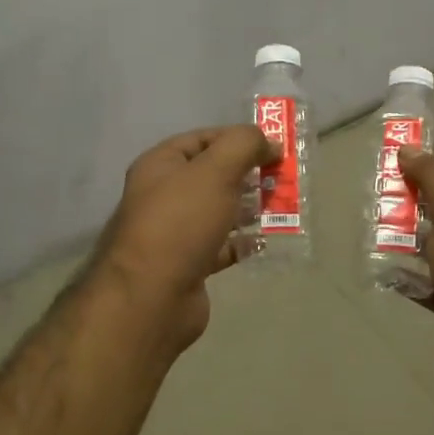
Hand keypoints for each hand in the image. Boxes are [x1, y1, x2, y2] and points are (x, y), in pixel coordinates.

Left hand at [93, 125, 275, 351]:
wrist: (153, 296)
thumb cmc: (181, 222)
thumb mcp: (216, 171)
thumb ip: (244, 145)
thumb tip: (269, 142)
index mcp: (160, 166)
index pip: (202, 139)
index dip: (237, 138)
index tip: (273, 147)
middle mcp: (163, 195)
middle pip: (212, 176)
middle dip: (247, 174)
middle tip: (281, 178)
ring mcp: (175, 232)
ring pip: (218, 211)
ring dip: (248, 208)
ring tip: (279, 207)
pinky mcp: (189, 265)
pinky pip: (221, 246)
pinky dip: (242, 243)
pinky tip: (264, 241)